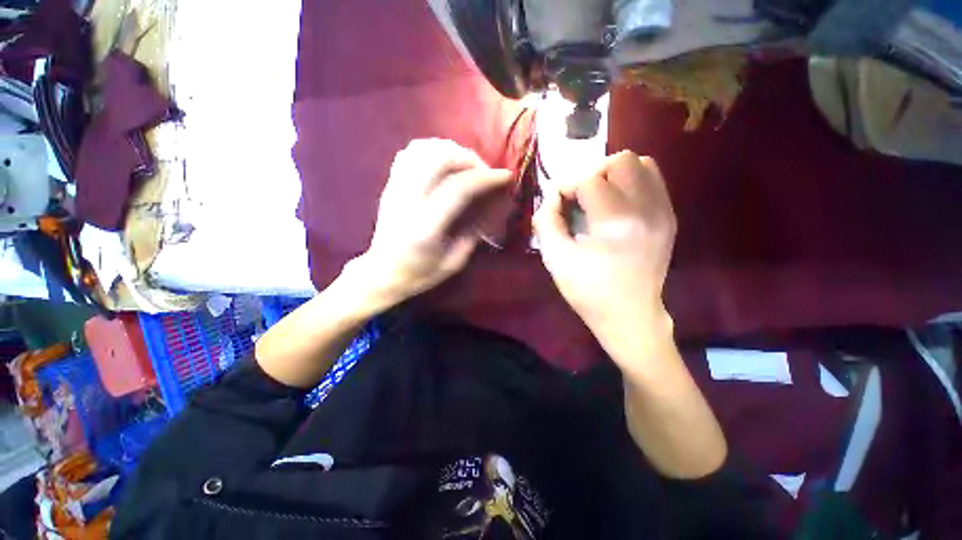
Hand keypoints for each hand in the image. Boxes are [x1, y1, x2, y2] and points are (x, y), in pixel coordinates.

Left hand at [356, 139, 512, 304]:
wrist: (381, 273)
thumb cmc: (418, 274)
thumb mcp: (453, 264)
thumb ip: (473, 235)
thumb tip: (489, 209)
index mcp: (426, 227)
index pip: (458, 188)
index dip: (485, 178)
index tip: (505, 176)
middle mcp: (408, 201)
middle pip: (439, 159)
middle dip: (469, 158)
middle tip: (484, 171)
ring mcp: (395, 190)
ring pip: (422, 150)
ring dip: (450, 150)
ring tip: (466, 165)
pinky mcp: (390, 186)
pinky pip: (408, 154)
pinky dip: (430, 150)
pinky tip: (443, 163)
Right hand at [533, 151, 676, 368]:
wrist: (631, 316)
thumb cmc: (589, 292)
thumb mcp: (556, 260)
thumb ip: (546, 222)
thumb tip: (550, 197)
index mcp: (614, 223)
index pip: (589, 178)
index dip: (567, 186)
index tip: (558, 205)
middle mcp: (645, 209)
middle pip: (620, 161)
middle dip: (592, 174)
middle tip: (580, 199)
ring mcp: (663, 212)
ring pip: (642, 164)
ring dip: (613, 174)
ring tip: (599, 198)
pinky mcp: (669, 218)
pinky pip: (653, 181)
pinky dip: (631, 183)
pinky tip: (616, 205)